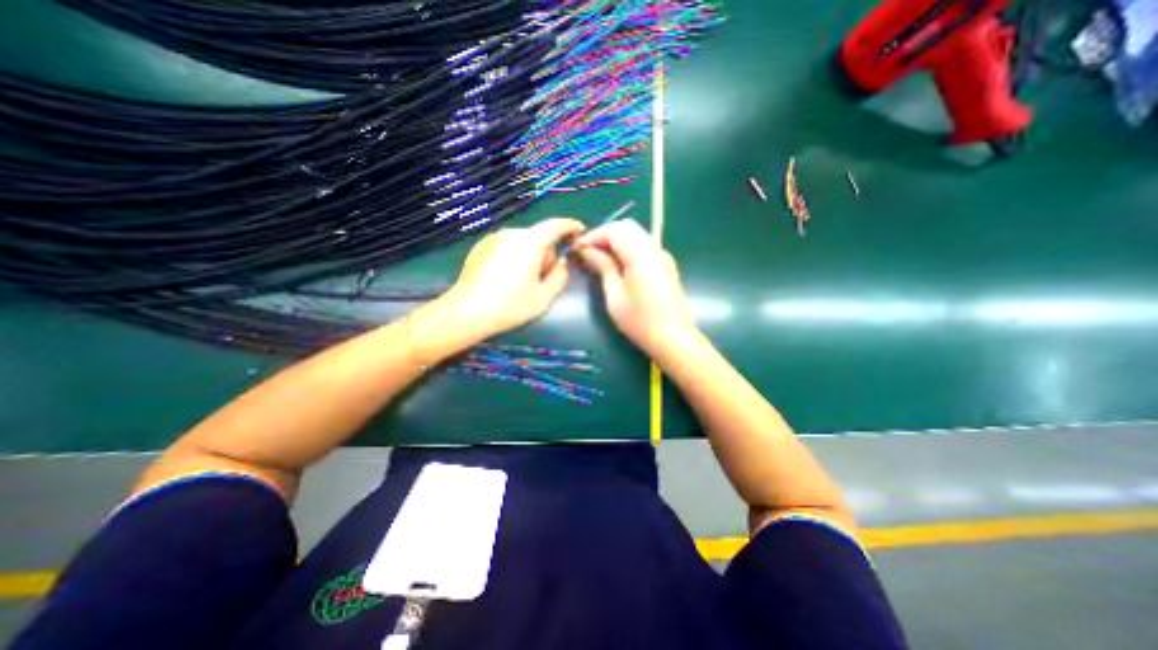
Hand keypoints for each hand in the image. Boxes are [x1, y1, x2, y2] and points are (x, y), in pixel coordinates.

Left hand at [445, 217, 589, 340]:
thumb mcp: (544, 297)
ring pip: (523, 242)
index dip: (571, 226)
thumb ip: (560, 276)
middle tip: (542, 280)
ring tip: (521, 282)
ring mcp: (493, 238)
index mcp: (530, 243)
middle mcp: (511, 233)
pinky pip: (507, 246)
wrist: (467, 312)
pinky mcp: (481, 246)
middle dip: (546, 254)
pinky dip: (514, 257)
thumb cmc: (510, 306)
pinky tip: (505, 279)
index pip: (556, 225)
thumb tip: (563, 262)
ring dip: (530, 256)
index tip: (580, 232)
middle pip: (539, 237)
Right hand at [570, 222, 696, 358]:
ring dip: (617, 240)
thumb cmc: (640, 321)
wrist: (673, 338)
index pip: (615, 230)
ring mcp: (663, 256)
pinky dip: (628, 247)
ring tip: (600, 257)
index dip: (594, 235)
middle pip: (627, 227)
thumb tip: (588, 251)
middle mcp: (654, 249)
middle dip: (605, 234)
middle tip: (588, 251)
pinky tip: (618, 263)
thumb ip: (603, 267)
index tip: (578, 247)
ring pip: (637, 234)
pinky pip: (644, 245)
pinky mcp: (666, 265)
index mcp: (641, 256)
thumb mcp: (615, 296)